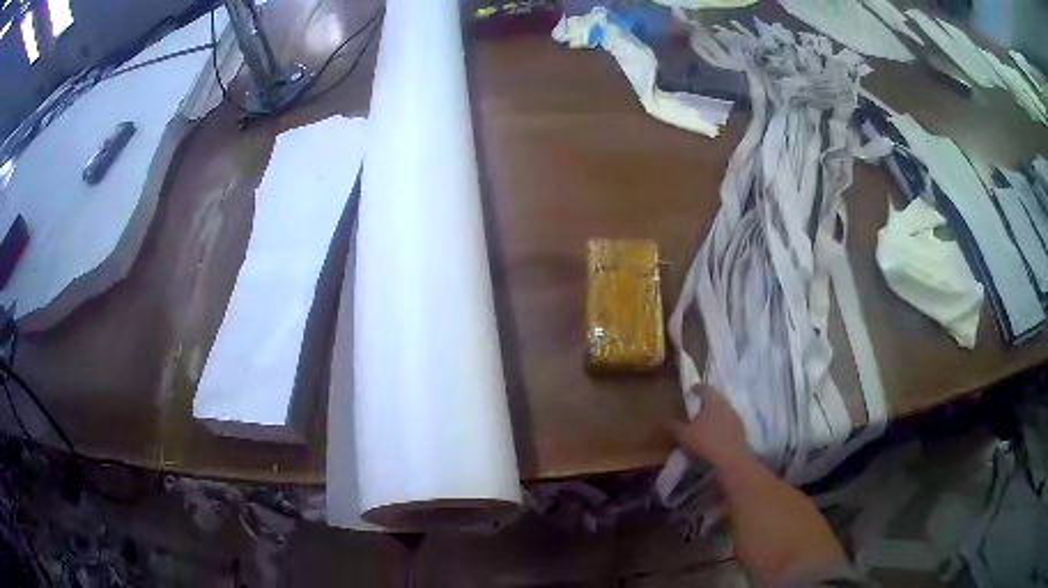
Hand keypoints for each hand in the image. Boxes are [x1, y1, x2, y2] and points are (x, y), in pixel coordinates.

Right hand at [669, 385, 747, 469]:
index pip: (704, 388)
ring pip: (723, 412)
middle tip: (697, 409)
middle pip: (715, 399)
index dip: (697, 388)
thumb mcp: (683, 435)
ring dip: (716, 416)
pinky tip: (716, 437)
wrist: (730, 458)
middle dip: (707, 404)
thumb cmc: (705, 441)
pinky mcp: (741, 430)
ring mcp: (736, 417)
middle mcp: (726, 404)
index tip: (691, 390)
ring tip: (706, 425)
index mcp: (712, 401)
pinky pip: (729, 424)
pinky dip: (722, 427)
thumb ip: (674, 426)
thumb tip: (666, 421)